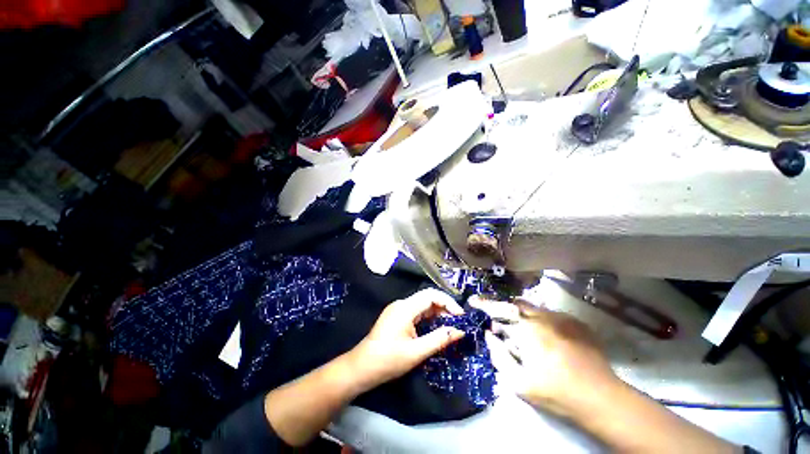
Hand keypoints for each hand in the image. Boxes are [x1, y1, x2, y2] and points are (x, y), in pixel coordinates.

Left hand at [347, 288, 465, 390]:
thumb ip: (439, 339)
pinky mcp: (396, 316)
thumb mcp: (416, 352)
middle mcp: (401, 304)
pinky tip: (436, 326)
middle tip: (458, 321)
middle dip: (444, 307)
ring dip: (437, 312)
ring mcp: (398, 309)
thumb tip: (460, 331)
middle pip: (427, 297)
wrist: (361, 367)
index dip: (448, 302)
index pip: (431, 295)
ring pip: (422, 304)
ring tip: (451, 324)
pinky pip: (416, 311)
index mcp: (405, 308)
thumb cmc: (388, 360)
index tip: (461, 316)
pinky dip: (428, 317)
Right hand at [478, 299, 617, 416]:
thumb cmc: (556, 392)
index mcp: (527, 329)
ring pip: (534, 308)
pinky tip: (546, 337)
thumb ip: (498, 355)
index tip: (473, 301)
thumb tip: (489, 335)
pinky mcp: (576, 323)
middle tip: (500, 322)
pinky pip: (551, 314)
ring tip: (523, 332)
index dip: (483, 304)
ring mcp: (562, 318)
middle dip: (503, 309)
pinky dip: (541, 320)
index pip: (498, 309)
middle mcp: (543, 316)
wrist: (602, 398)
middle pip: (515, 303)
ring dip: (522, 314)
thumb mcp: (519, 382)